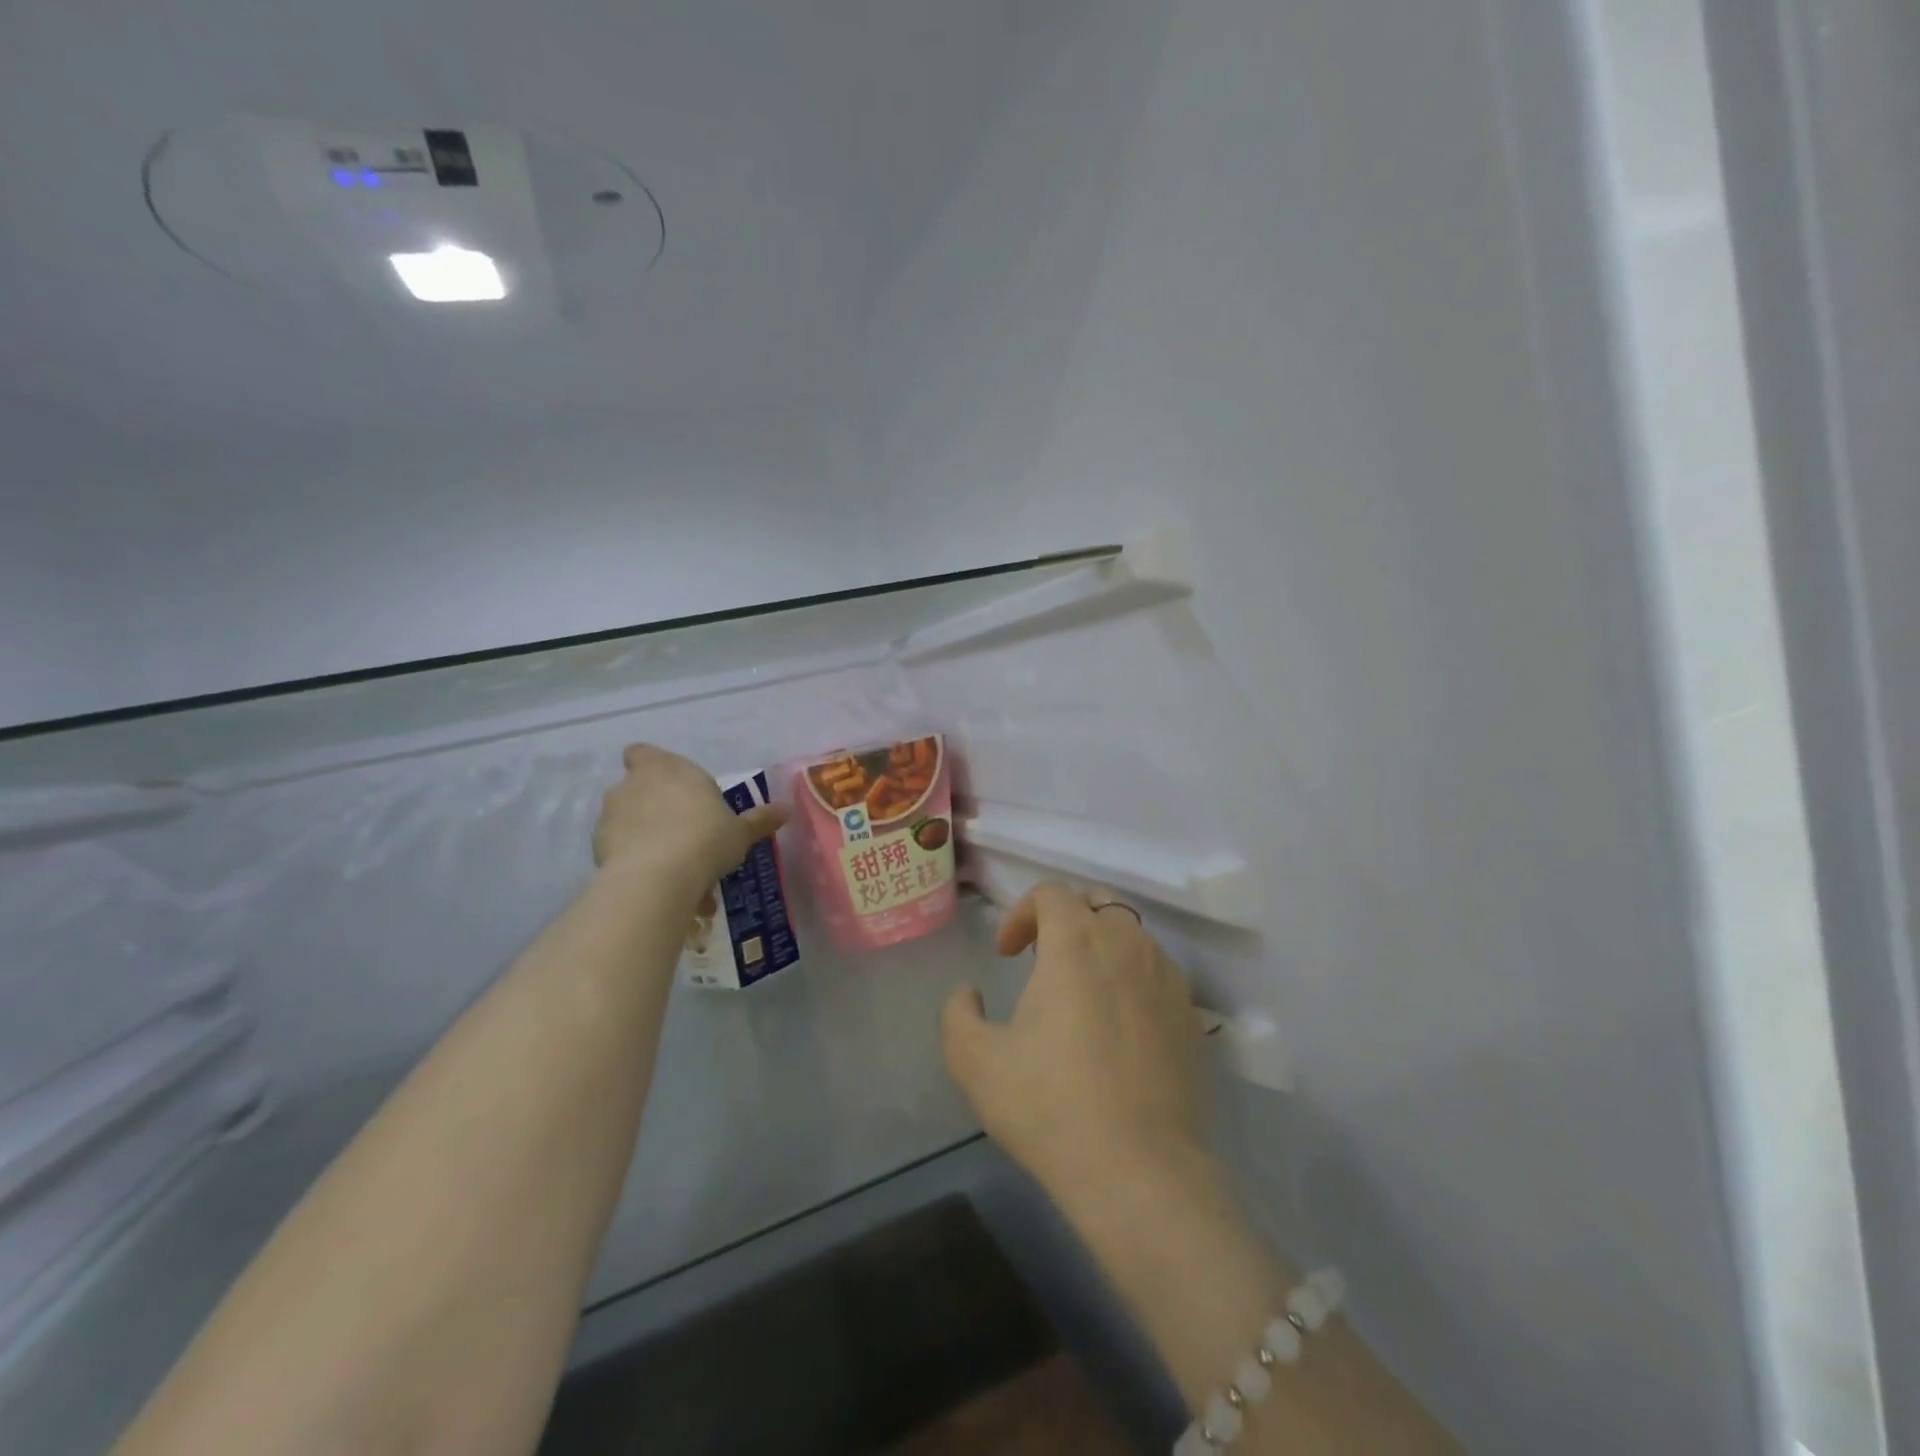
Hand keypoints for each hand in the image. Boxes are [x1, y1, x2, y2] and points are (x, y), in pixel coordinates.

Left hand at [593, 744, 788, 887]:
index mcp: (666, 767)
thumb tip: (785, 810)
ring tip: (678, 873)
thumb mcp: (740, 832)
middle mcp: (633, 784)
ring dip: (647, 840)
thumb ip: (758, 820)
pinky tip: (661, 887)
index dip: (651, 767)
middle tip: (685, 837)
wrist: (658, 877)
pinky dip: (635, 863)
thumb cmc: (706, 838)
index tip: (671, 788)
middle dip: (655, 810)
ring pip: (629, 823)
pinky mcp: (598, 847)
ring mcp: (611, 815)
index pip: (642, 753)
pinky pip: (620, 851)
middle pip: (637, 789)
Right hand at [941, 883, 1207, 1204]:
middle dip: (1065, 918)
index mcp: (1076, 943)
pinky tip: (1118, 1025)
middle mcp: (1127, 944)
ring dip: (1101, 945)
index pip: (1051, 893)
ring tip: (1081, 992)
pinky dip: (1133, 976)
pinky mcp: (1190, 1013)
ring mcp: (1166, 977)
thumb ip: (959, 1014)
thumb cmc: (1051, 1107)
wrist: (1140, 1171)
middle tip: (1043, 960)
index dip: (1021, 912)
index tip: (1007, 954)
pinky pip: (1157, 970)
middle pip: (1097, 901)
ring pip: (1132, 933)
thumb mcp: (976, 1062)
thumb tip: (969, 993)